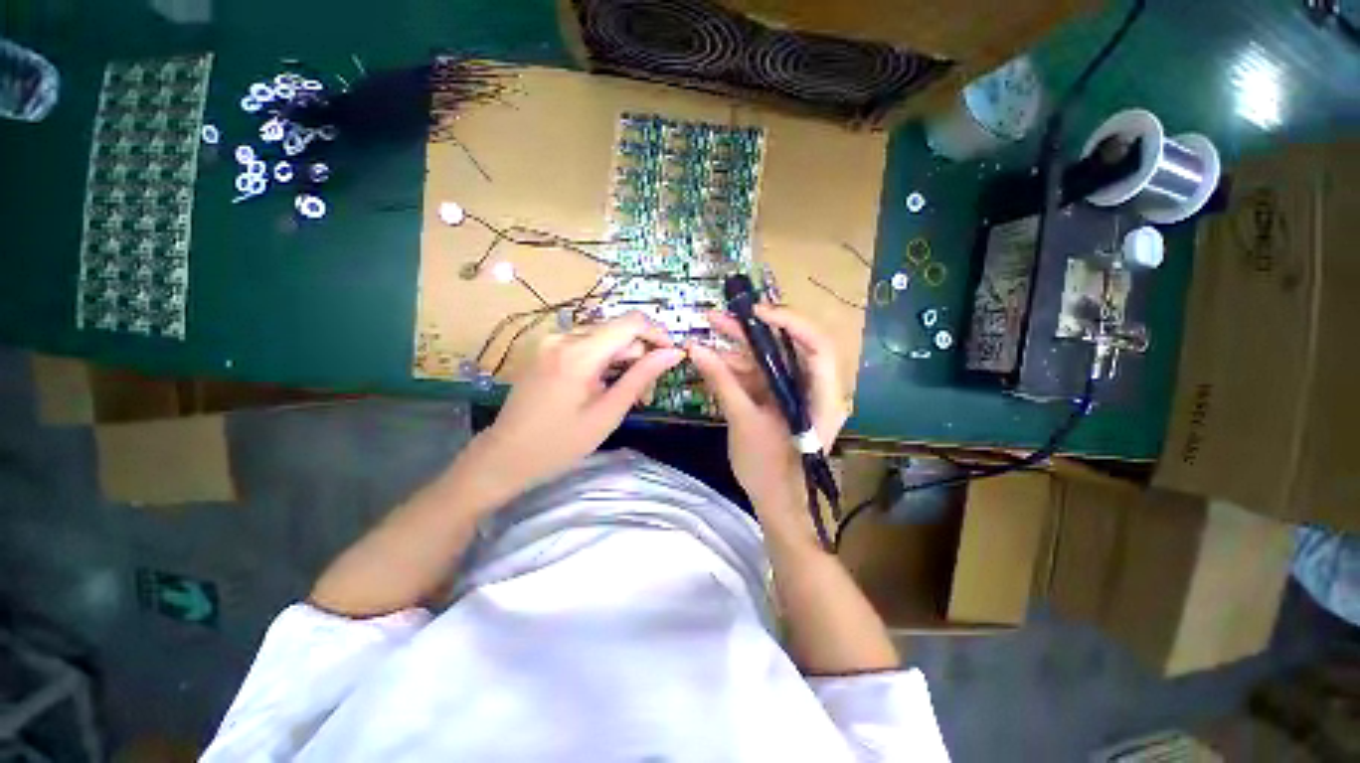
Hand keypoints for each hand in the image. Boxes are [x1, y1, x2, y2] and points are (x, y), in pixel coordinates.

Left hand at [471, 312, 683, 496]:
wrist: (505, 457)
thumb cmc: (561, 443)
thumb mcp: (608, 412)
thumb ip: (641, 377)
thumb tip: (674, 353)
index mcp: (579, 353)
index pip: (630, 322)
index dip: (657, 334)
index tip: (671, 356)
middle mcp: (564, 337)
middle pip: (617, 331)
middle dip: (638, 355)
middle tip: (644, 393)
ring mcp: (551, 341)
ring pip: (603, 338)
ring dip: (621, 360)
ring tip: (623, 394)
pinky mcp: (545, 350)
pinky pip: (585, 345)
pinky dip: (602, 361)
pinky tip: (601, 386)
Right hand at [688, 305, 849, 512]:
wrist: (776, 504)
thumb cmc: (769, 470)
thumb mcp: (742, 421)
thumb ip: (721, 381)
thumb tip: (694, 348)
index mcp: (823, 397)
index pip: (816, 345)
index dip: (789, 322)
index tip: (754, 313)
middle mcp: (817, 387)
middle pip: (790, 346)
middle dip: (753, 331)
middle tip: (719, 317)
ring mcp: (798, 392)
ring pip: (772, 359)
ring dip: (741, 347)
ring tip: (710, 331)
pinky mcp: (782, 399)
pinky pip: (763, 375)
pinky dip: (739, 367)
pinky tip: (715, 358)